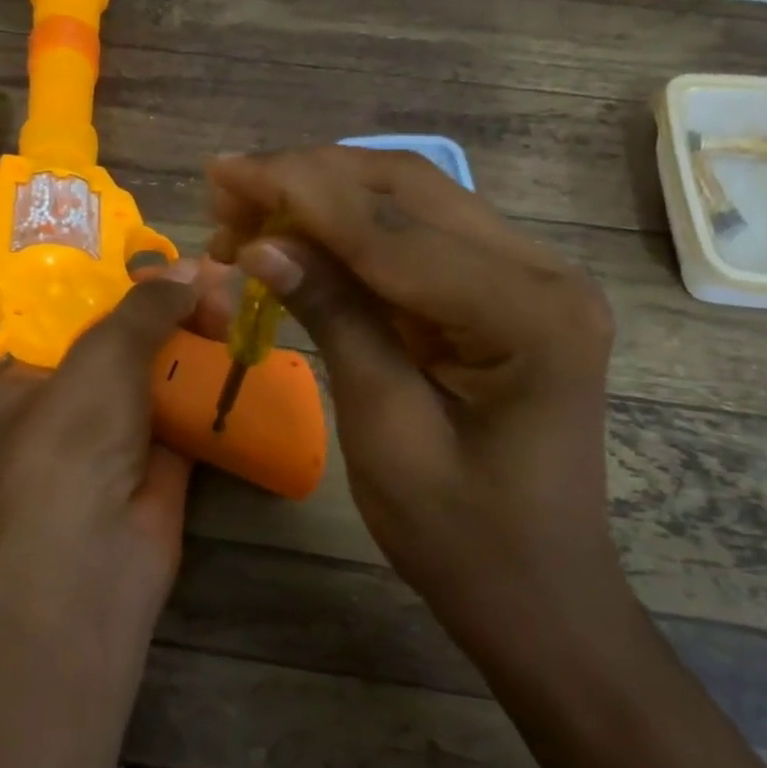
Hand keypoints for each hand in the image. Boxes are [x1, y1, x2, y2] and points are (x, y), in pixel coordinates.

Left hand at [0, 262, 210, 628]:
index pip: (74, 314)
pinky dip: (214, 384)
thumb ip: (147, 306)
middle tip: (213, 287)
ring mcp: (120, 431)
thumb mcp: (103, 353)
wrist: (96, 549)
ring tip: (233, 312)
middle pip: (127, 339)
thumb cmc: (76, 435)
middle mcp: (73, 399)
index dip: (120, 285)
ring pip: (163, 372)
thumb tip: (193, 269)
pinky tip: (242, 352)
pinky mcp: (164, 458)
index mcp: (32, 372)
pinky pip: (191, 408)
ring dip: (196, 343)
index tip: (166, 263)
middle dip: (170, 310)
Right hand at [207, 147, 622, 654]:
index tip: (222, 173)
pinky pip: (422, 239)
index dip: (299, 194)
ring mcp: (533, 277)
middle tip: (227, 189)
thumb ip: (335, 319)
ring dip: (328, 197)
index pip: (393, 229)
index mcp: (529, 314)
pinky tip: (301, 237)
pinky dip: (355, 232)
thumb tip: (261, 243)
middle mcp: (544, 272)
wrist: (541, 594)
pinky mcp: (510, 291)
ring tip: (249, 212)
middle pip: (410, 190)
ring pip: (414, 202)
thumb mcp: (385, 431)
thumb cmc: (463, 539)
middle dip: (310, 179)